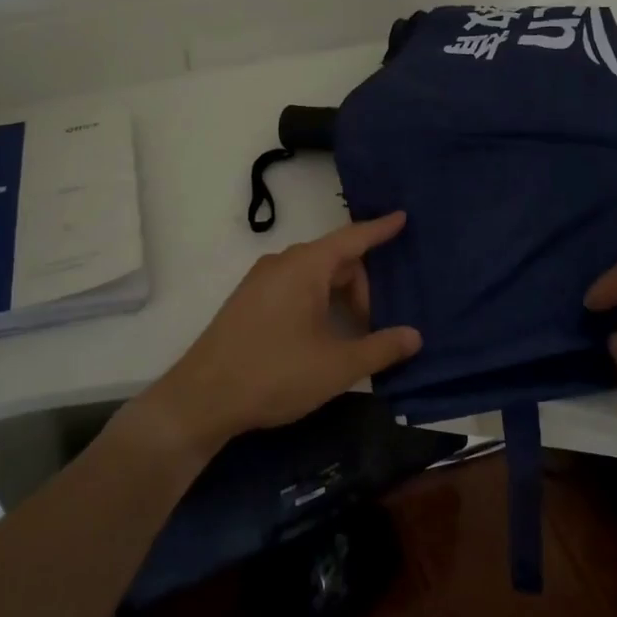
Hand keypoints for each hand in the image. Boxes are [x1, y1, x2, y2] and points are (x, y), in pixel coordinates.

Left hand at [149, 212, 421, 450]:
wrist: (202, 399)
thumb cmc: (275, 374)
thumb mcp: (337, 366)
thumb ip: (380, 348)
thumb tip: (414, 336)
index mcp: (305, 266)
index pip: (352, 238)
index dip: (380, 229)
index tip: (402, 217)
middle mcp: (282, 263)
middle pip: (335, 260)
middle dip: (361, 288)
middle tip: (373, 328)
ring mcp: (260, 281)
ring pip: (313, 276)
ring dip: (338, 298)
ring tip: (349, 336)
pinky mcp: (247, 301)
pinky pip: (293, 287)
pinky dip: (315, 302)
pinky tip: (318, 338)